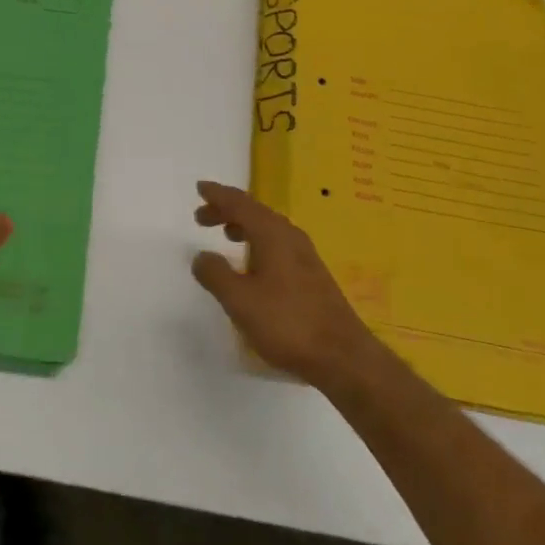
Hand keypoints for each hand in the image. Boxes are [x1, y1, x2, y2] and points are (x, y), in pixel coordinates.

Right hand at [191, 181, 383, 386]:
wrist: (343, 356)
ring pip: (268, 228)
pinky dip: (259, 242)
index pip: (239, 203)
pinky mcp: (313, 274)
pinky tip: (255, 264)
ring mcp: (305, 254)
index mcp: (271, 233)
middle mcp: (289, 235)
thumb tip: (201, 256)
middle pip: (254, 211)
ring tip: (227, 235)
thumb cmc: (287, 323)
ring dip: (244, 226)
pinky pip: (278, 243)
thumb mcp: (240, 301)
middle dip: (227, 210)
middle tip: (202, 217)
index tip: (200, 188)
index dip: (218, 195)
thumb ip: (216, 275)